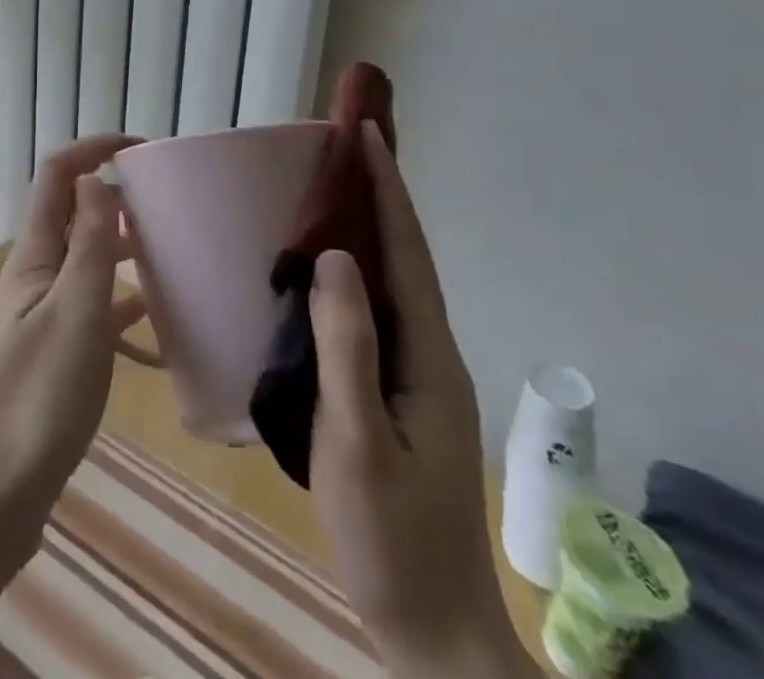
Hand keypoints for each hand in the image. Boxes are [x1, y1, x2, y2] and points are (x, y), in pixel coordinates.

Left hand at [0, 134, 141, 540]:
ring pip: (81, 268)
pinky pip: (86, 318)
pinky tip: (153, 336)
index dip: (95, 149)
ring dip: (119, 254)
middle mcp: (29, 280)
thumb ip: (88, 244)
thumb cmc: (36, 400)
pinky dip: (117, 313)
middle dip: (114, 200)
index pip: (57, 176)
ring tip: (170, 262)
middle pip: (70, 218)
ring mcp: (33, 323)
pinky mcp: (43, 362)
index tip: (143, 149)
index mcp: (32, 259)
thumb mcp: (75, 313)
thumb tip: (95, 178)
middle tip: (168, 209)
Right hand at [310, 122, 535, 677]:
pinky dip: (359, 273)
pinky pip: (380, 313)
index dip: (388, 191)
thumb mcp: (357, 442)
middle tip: (347, 148)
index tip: (368, 135)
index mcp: (428, 356)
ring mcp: (421, 376)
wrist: (432, 630)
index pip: (407, 253)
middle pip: (407, 258)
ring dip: (372, 230)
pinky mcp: (403, 394)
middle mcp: (432, 353)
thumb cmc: (391, 539)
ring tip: (336, 190)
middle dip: (382, 197)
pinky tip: (330, 272)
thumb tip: (333, 258)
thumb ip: (347, 348)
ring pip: (395, 284)